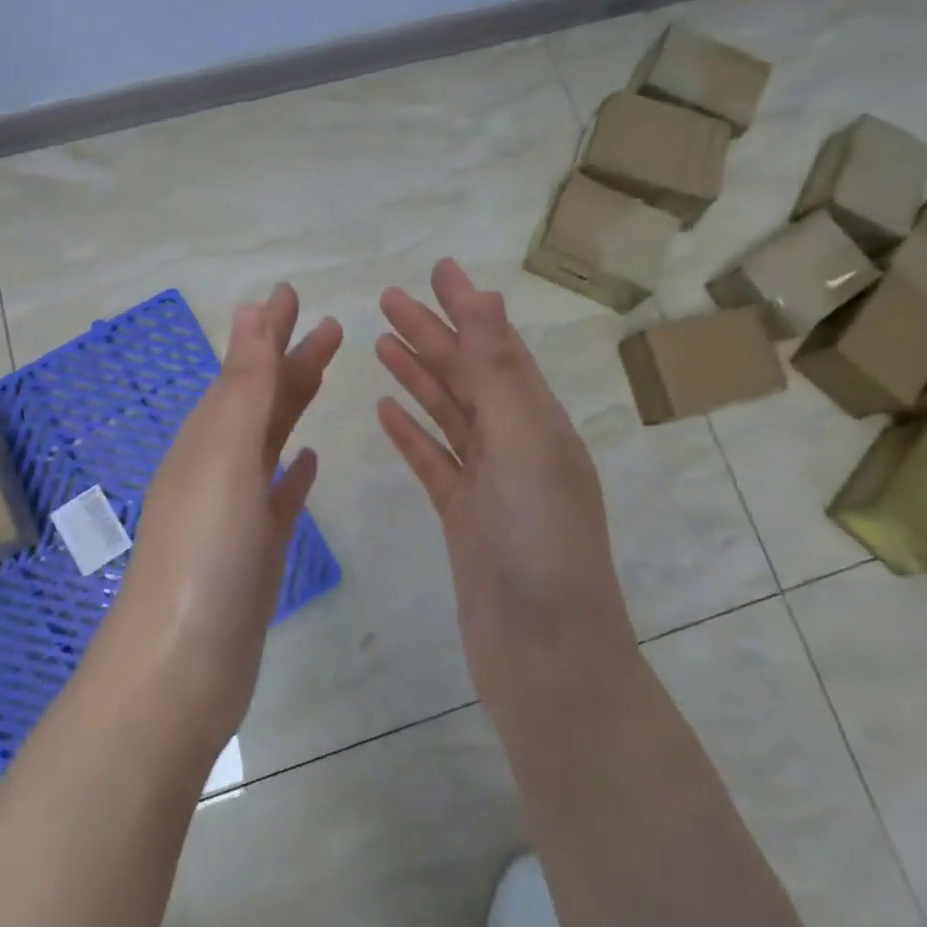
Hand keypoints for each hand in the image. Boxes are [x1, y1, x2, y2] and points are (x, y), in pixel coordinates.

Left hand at [104, 284, 341, 745]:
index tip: (292, 292)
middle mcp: (216, 465)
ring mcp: (235, 510)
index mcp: (207, 437)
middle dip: (291, 359)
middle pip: (261, 399)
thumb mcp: (225, 454)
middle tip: (330, 326)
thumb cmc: (205, 551)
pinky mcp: (254, 550)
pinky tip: (310, 462)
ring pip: (271, 441)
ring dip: (294, 405)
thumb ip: (244, 384)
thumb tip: (250, 309)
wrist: (183, 664)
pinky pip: (278, 496)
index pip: (244, 367)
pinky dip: (293, 473)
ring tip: (322, 375)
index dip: (268, 329)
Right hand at [375, 259, 636, 711]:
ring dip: (418, 375)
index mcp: (540, 422)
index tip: (437, 269)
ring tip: (382, 343)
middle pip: (468, 376)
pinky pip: (435, 461)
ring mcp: (490, 482)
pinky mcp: (464, 517)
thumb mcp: (524, 445)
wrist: (545, 656)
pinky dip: (413, 432)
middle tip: (388, 298)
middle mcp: (518, 444)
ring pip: (448, 414)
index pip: (499, 348)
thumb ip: (499, 373)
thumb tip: (488, 297)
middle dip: (431, 333)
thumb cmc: (540, 544)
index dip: (468, 307)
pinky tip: (386, 410)